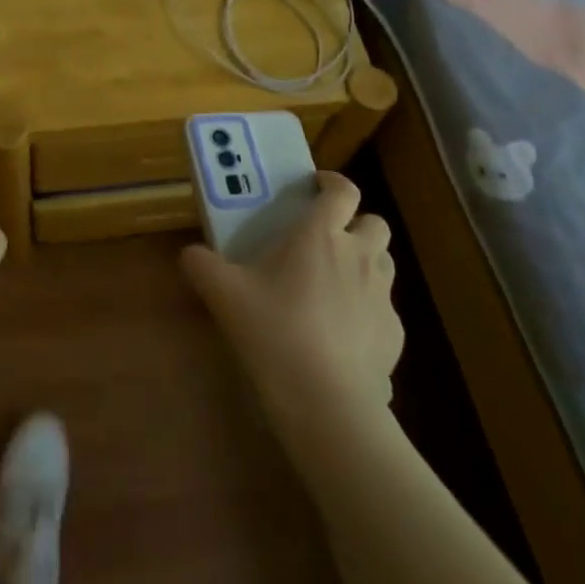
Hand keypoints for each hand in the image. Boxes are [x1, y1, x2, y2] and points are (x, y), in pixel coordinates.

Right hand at [181, 171, 402, 414]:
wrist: (325, 401)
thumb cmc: (273, 330)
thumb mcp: (223, 294)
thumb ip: (201, 265)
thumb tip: (190, 255)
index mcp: (320, 235)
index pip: (343, 191)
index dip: (333, 182)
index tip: (317, 186)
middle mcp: (359, 256)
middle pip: (374, 223)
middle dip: (356, 224)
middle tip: (327, 238)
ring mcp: (382, 296)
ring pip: (384, 263)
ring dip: (365, 263)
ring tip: (335, 283)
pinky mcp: (394, 335)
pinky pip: (384, 310)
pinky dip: (367, 310)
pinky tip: (342, 334)